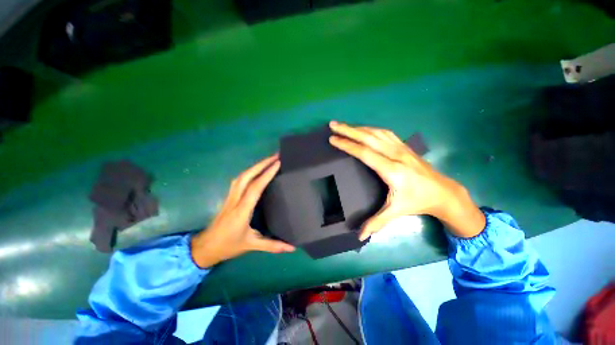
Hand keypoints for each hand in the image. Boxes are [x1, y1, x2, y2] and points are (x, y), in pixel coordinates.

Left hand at [190, 154, 294, 267]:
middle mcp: (235, 200)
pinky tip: (256, 171)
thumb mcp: (252, 246)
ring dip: (255, 166)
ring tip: (268, 160)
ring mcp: (230, 196)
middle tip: (276, 156)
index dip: (266, 174)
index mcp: (242, 211)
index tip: (278, 163)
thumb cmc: (228, 246)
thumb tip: (292, 247)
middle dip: (261, 164)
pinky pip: (239, 179)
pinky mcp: (229, 196)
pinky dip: (249, 171)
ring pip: (241, 176)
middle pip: (247, 176)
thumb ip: (273, 245)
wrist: (205, 247)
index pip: (255, 188)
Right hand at [329, 121, 484, 239]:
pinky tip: (364, 129)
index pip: (365, 153)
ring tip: (344, 126)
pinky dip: (371, 129)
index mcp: (392, 170)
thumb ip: (376, 222)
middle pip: (368, 137)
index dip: (348, 145)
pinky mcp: (404, 146)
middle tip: (333, 125)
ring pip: (376, 132)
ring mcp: (401, 148)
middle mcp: (396, 154)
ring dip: (358, 127)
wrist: (444, 192)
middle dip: (348, 130)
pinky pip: (385, 133)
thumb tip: (360, 236)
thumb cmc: (418, 201)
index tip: (333, 139)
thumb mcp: (396, 212)